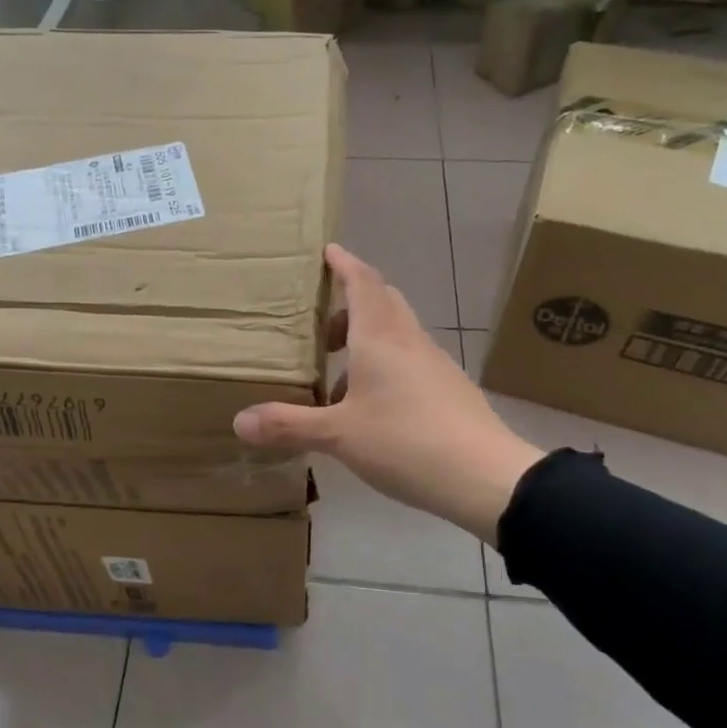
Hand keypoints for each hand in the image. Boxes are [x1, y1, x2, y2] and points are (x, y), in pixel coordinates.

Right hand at [233, 244, 542, 542]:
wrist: (487, 477)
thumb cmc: (407, 442)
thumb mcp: (338, 435)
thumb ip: (288, 425)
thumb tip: (239, 421)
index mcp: (380, 337)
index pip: (362, 283)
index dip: (344, 264)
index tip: (327, 251)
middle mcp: (409, 341)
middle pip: (382, 301)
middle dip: (350, 301)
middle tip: (320, 319)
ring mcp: (433, 364)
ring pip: (395, 333)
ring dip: (365, 339)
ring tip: (334, 374)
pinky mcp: (447, 389)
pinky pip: (408, 360)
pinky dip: (382, 365)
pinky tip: (368, 405)